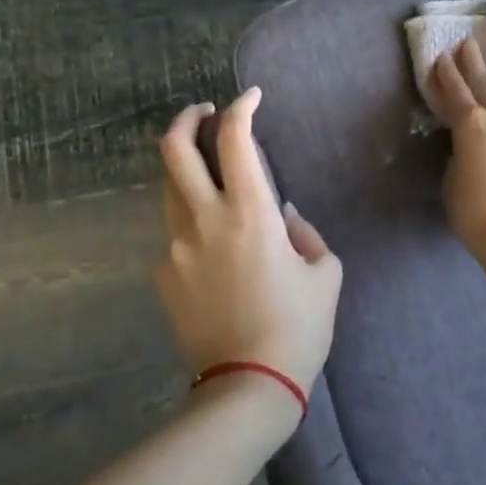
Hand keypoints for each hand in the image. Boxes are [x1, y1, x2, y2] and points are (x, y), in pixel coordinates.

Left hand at [154, 88, 343, 413]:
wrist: (248, 387)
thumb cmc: (298, 328)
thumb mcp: (324, 273)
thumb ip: (303, 233)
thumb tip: (280, 215)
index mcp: (250, 213)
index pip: (235, 139)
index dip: (242, 107)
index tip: (251, 97)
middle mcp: (205, 220)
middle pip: (174, 149)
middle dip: (187, 119)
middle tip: (204, 113)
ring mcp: (175, 247)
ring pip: (169, 188)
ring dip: (187, 170)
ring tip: (210, 177)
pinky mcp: (162, 276)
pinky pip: (176, 236)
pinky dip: (193, 226)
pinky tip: (214, 253)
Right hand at [430, 40, 485, 257]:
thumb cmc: (474, 211)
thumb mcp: (452, 179)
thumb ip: (459, 153)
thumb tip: (470, 147)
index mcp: (470, 123)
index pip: (454, 88)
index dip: (445, 71)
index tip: (442, 56)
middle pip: (485, 77)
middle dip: (472, 60)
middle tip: (466, 45)